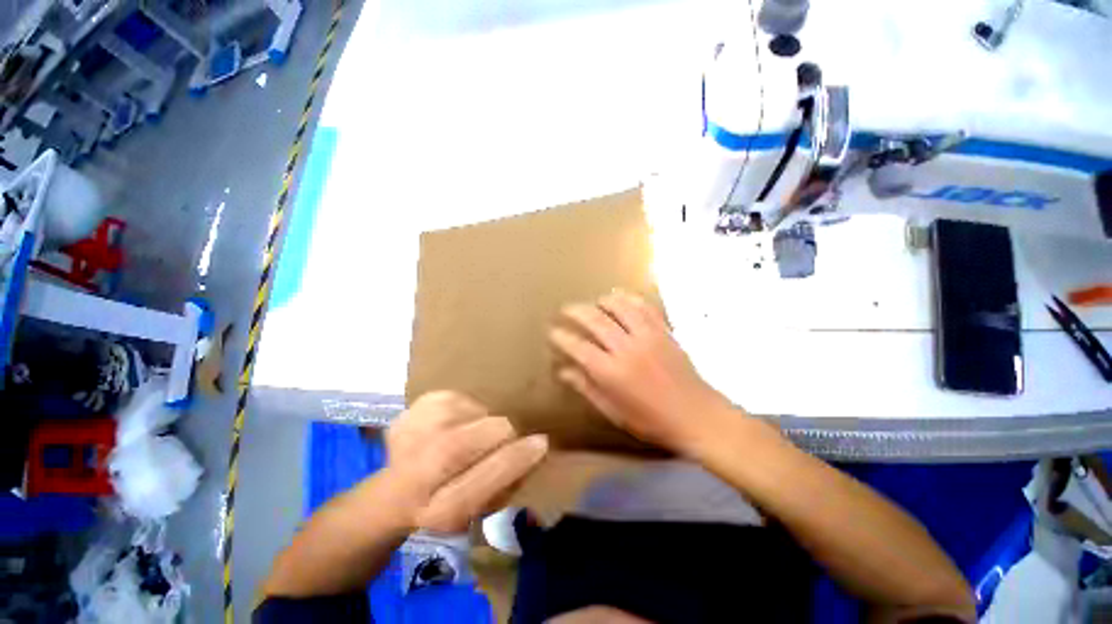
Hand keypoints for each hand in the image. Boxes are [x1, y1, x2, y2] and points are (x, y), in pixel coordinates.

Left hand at [385, 391, 547, 532]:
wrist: (394, 492)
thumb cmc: (448, 501)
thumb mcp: (479, 508)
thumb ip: (508, 481)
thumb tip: (535, 447)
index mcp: (441, 510)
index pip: (484, 479)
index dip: (516, 458)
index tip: (541, 443)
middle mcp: (417, 475)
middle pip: (475, 439)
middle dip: (502, 433)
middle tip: (505, 437)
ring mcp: (411, 437)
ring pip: (471, 413)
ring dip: (482, 421)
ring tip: (471, 434)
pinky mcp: (412, 410)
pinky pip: (459, 398)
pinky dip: (468, 409)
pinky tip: (455, 424)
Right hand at [549, 291, 734, 454]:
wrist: (696, 415)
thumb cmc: (651, 420)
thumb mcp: (613, 411)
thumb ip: (587, 387)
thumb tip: (564, 370)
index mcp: (611, 373)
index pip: (578, 347)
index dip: (562, 337)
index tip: (553, 332)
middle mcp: (627, 349)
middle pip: (595, 321)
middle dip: (576, 311)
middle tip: (565, 310)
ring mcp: (647, 337)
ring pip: (620, 307)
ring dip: (602, 301)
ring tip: (593, 302)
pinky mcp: (664, 331)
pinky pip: (644, 307)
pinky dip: (630, 299)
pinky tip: (621, 299)